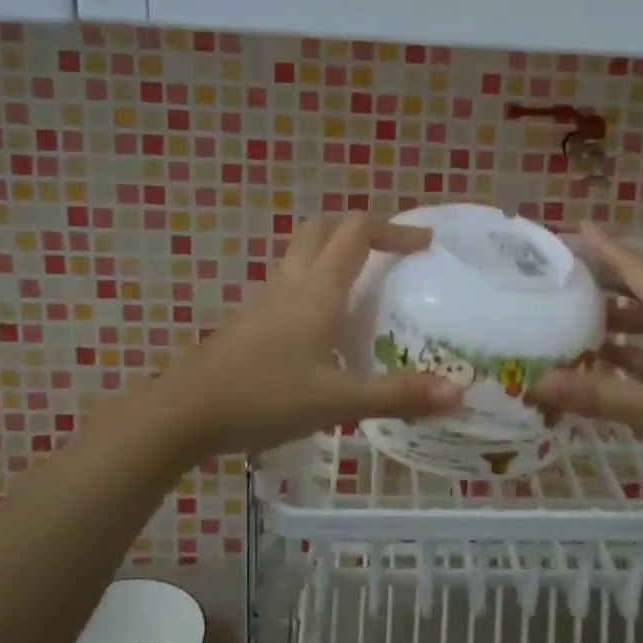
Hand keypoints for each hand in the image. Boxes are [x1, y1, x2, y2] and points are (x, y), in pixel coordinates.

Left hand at [133, 213, 461, 458]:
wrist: (184, 413)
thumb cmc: (264, 398)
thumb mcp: (338, 401)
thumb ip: (397, 396)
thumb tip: (459, 394)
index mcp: (317, 290)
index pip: (357, 232)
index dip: (395, 229)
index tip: (425, 244)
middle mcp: (291, 283)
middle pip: (322, 229)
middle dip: (359, 232)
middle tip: (390, 256)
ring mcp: (263, 300)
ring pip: (301, 256)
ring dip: (333, 256)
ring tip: (362, 291)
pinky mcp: (247, 321)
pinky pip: (287, 286)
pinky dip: (312, 286)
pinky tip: (322, 331)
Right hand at [529, 224, 642, 487]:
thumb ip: (598, 395)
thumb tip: (538, 382)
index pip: (632, 267)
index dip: (603, 247)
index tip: (574, 227)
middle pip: (637, 290)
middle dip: (600, 283)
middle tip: (558, 280)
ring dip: (613, 321)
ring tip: (571, 322)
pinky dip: (630, 351)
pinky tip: (606, 364)